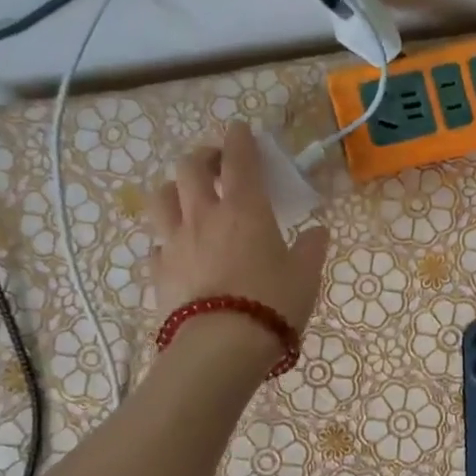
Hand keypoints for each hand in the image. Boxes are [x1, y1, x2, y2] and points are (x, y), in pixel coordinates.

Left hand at [148, 122, 329, 338]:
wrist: (222, 346)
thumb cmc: (272, 303)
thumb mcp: (306, 276)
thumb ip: (312, 248)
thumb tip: (318, 231)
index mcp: (245, 209)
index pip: (238, 158)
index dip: (240, 138)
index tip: (241, 129)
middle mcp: (204, 215)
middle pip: (190, 168)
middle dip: (203, 157)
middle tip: (216, 164)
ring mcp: (175, 242)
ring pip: (161, 198)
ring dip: (174, 189)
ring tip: (187, 198)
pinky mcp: (158, 272)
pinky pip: (157, 244)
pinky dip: (167, 239)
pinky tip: (178, 250)